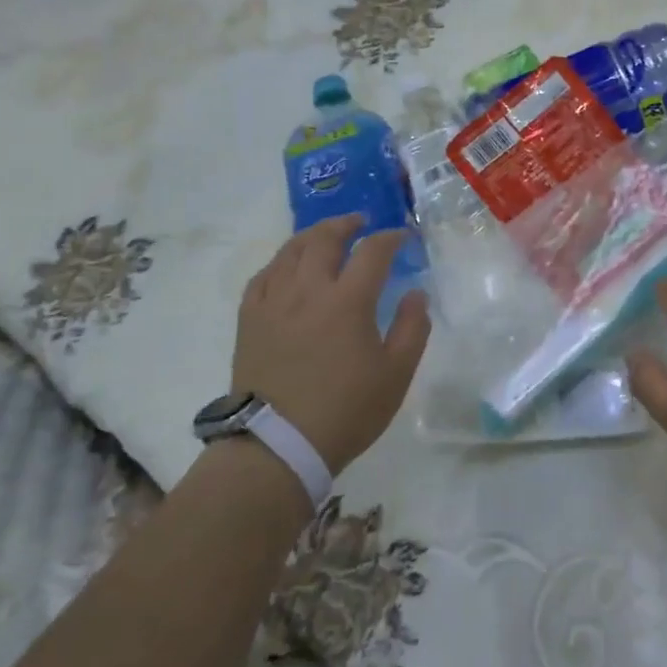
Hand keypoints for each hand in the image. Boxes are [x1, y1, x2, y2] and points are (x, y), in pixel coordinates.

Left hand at [231, 215, 431, 474]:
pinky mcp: (250, 318)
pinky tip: (287, 266)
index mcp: (348, 300)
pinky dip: (280, 262)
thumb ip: (413, 328)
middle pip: (325, 238)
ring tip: (325, 235)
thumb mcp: (396, 375)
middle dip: (346, 223)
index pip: (373, 251)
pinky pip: (263, 275)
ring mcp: (274, 301)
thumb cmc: (345, 411)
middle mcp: (308, 289)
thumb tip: (416, 293)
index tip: (402, 237)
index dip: (390, 238)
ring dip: (312, 235)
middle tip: (360, 222)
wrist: (277, 445)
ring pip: (291, 251)